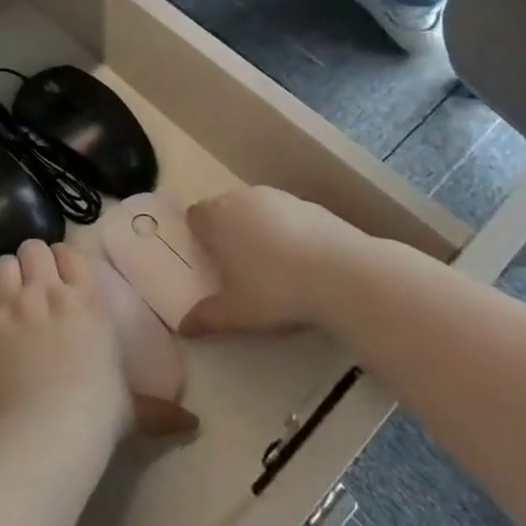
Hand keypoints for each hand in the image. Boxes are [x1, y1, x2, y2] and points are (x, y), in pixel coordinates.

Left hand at [0, 241, 197, 438]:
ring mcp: (9, 306)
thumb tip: (192, 425)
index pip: (71, 252)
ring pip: (2, 265)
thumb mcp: (130, 408)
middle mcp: (46, 292)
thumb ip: (157, 409)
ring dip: (6, 280)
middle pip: (32, 248)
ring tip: (10, 302)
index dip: (64, 261)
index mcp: (86, 300)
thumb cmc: (97, 413)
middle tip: (35, 287)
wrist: (46, 431)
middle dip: (33, 263)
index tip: (64, 277)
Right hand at [181, 186, 371, 337]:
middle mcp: (242, 198)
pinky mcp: (310, 204)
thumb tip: (183, 328)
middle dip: (228, 233)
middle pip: (225, 209)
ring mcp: (278, 197)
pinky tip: (303, 263)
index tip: (209, 262)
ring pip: (258, 211)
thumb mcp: (236, 313)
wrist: (341, 272)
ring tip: (274, 267)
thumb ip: (206, 317)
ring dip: (259, 231)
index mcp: (216, 217)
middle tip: (239, 268)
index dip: (199, 236)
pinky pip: (288, 216)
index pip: (195, 216)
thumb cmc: (275, 289)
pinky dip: (289, 233)